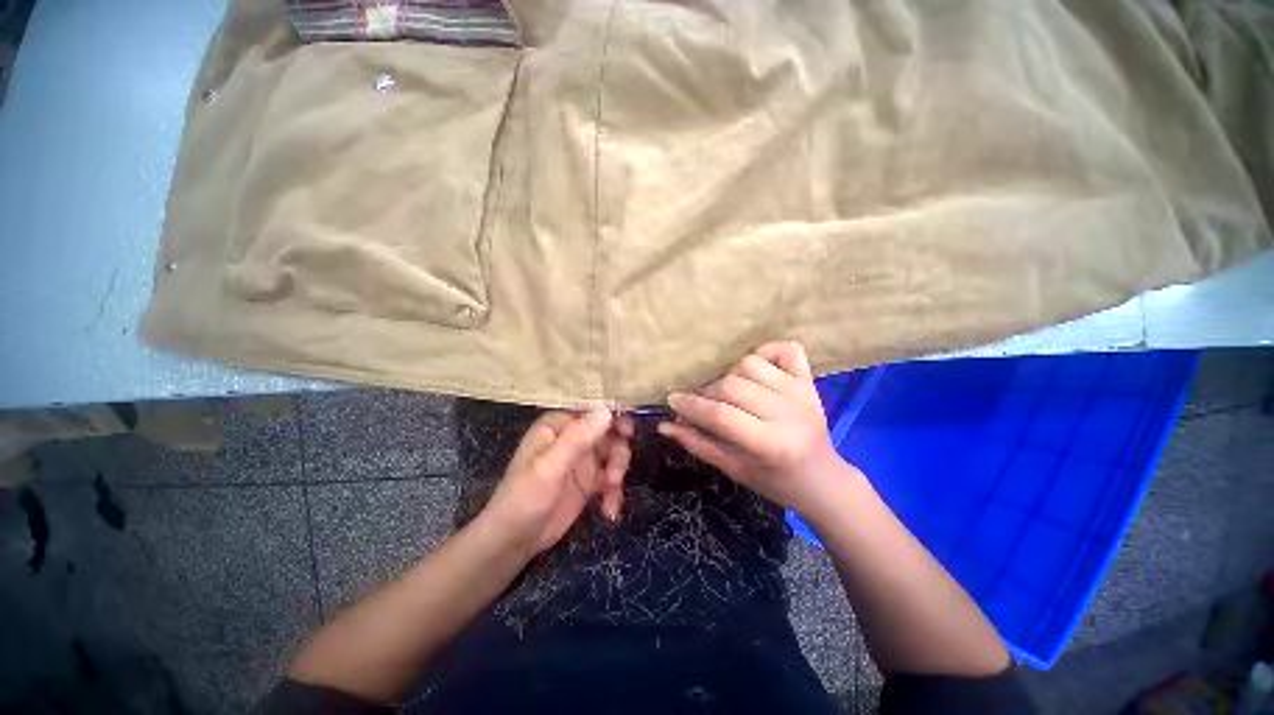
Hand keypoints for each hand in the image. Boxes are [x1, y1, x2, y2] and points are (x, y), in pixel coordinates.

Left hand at [480, 409, 633, 554]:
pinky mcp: (589, 481)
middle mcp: (573, 437)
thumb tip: (606, 410)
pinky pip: (611, 478)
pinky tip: (609, 510)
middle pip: (608, 433)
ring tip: (610, 491)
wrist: (513, 541)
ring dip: (617, 473)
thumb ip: (578, 438)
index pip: (592, 411)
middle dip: (617, 452)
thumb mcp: (550, 467)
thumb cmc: (525, 498)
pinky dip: (614, 492)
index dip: (614, 417)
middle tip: (617, 473)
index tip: (629, 431)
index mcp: (558, 425)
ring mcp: (582, 459)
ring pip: (614, 454)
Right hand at [659, 341, 856, 515]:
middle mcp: (789, 413)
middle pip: (732, 386)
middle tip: (700, 404)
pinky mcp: (809, 380)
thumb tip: (665, 425)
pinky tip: (755, 370)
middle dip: (707, 393)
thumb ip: (698, 444)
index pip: (721, 416)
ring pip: (750, 364)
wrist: (823, 479)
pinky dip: (766, 352)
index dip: (692, 406)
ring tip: (728, 392)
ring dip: (731, 375)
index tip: (672, 400)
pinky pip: (785, 349)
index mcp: (772, 444)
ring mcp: (802, 392)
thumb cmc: (775, 481)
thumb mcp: (734, 470)